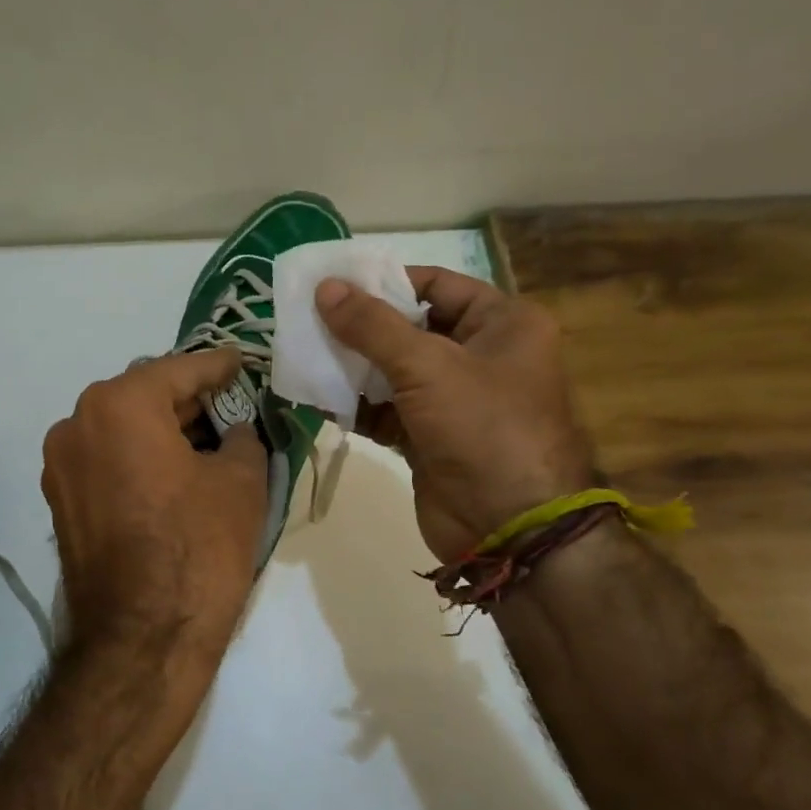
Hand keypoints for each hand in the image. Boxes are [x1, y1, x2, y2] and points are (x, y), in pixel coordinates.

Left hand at [42, 349, 266, 681]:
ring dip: (163, 430)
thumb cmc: (198, 549)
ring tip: (207, 441)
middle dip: (189, 399)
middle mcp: (77, 423)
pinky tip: (175, 473)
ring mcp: (61, 466)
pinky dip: (140, 457)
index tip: (242, 362)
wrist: (142, 641)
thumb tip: (234, 431)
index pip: (179, 370)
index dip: (218, 366)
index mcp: (119, 405)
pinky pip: (107, 461)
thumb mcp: (241, 482)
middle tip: (232, 404)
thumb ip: (242, 438)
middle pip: (144, 396)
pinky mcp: (61, 503)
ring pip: (122, 429)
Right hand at [317, 267, 594, 562]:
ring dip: (352, 367)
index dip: (385, 282)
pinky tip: (316, 397)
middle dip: (360, 327)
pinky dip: (356, 406)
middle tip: (306, 318)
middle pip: (410, 328)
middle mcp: (481, 356)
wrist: (508, 527)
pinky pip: (386, 411)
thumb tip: (324, 287)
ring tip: (302, 353)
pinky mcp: (429, 438)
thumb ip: (372, 326)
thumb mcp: (428, 366)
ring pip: (394, 371)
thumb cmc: (482, 427)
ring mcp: (454, 400)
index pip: (436, 285)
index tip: (333, 284)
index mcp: (503, 324)